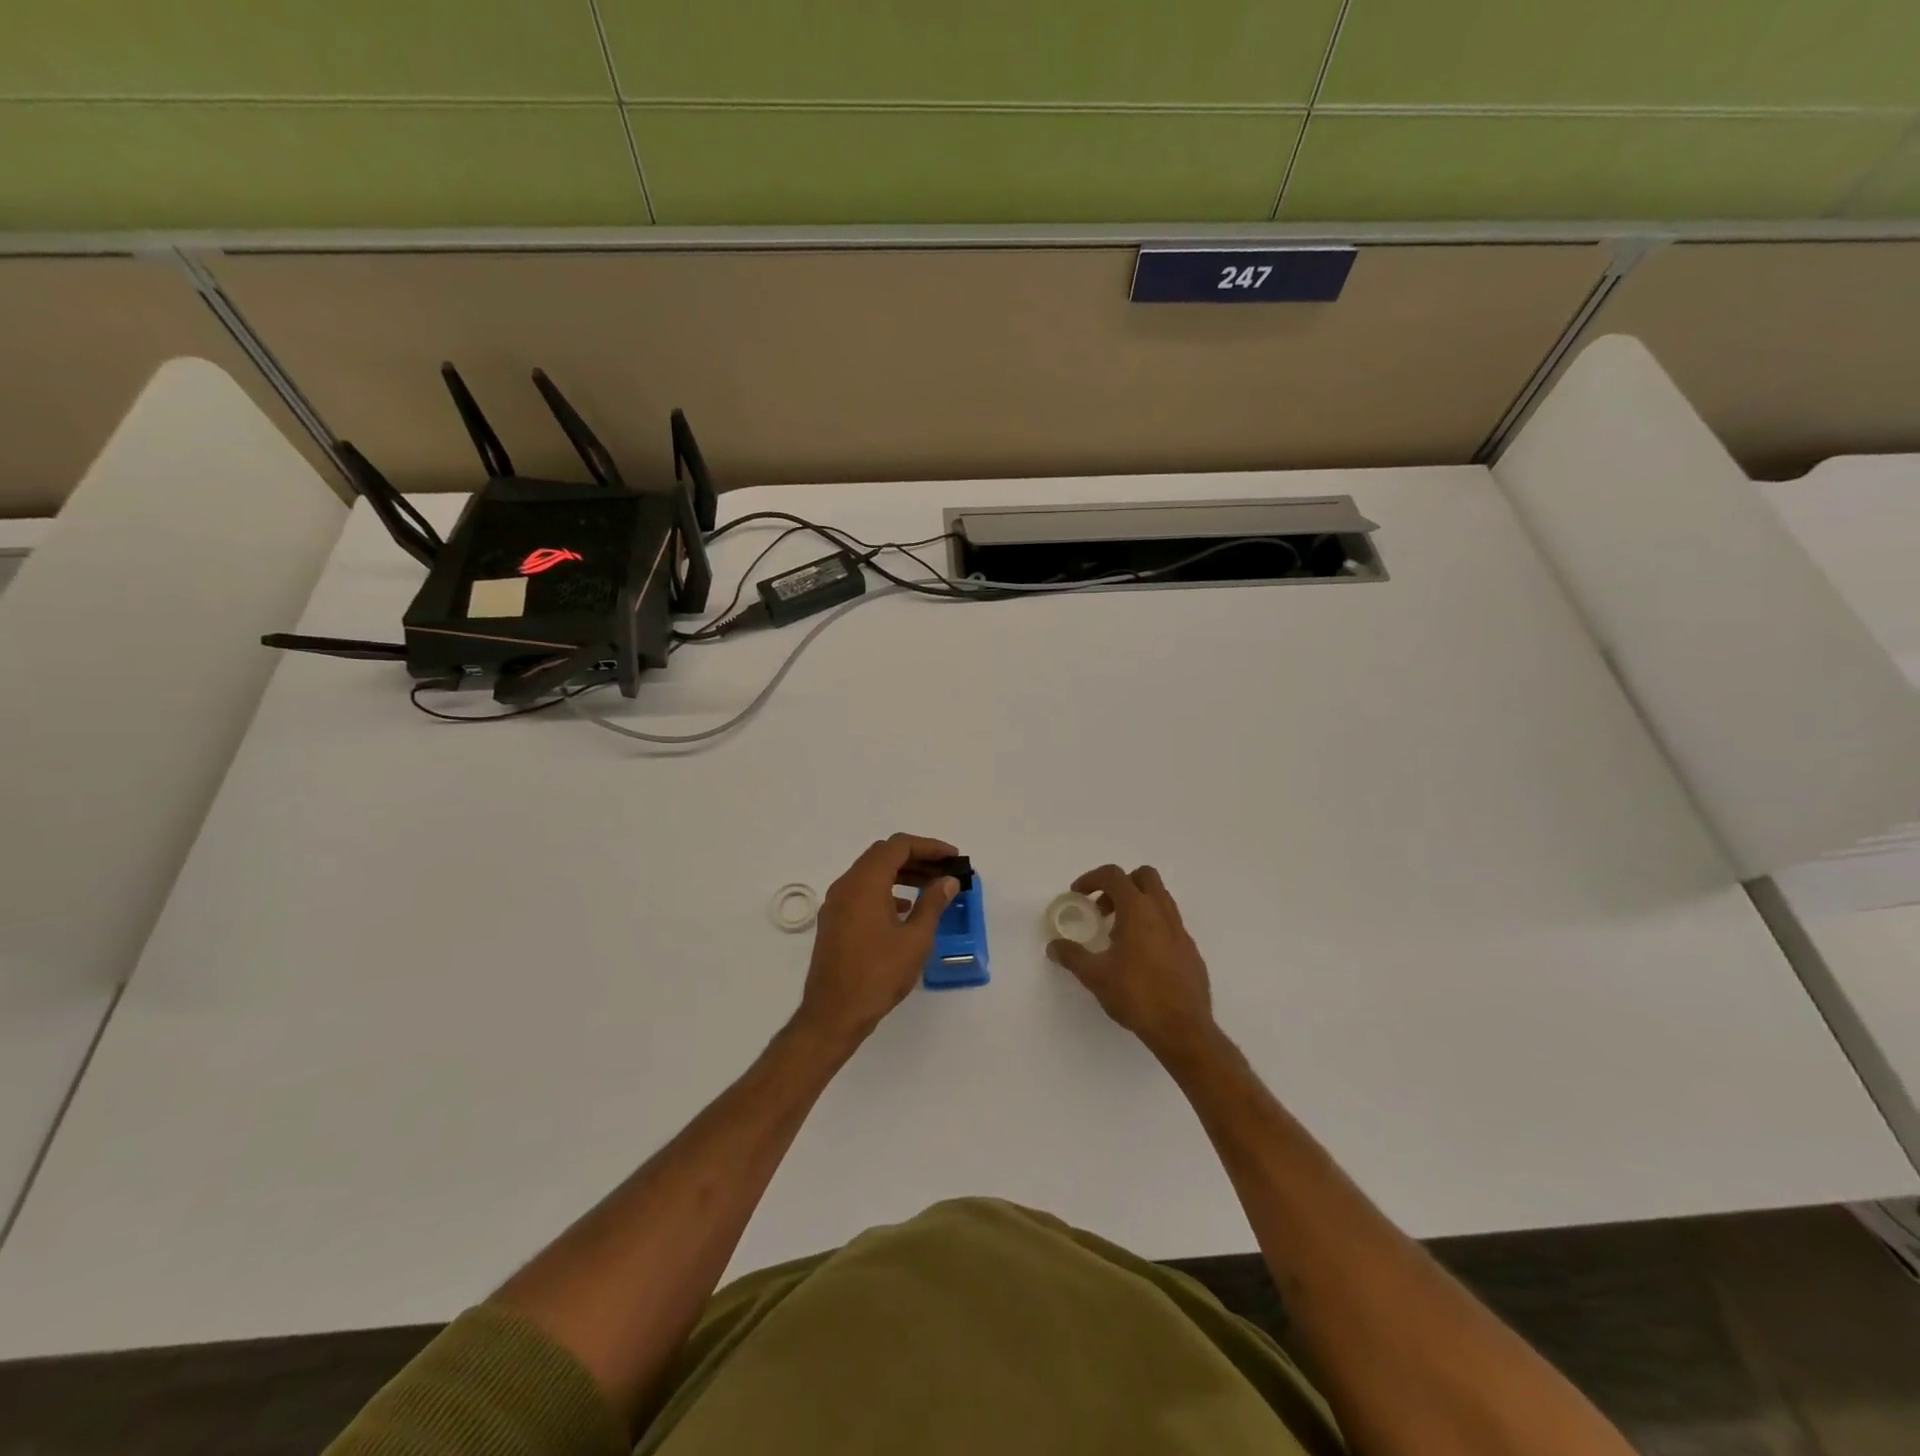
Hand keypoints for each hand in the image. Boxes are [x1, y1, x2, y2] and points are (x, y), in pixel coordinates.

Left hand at [797, 833, 959, 1045]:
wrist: (834, 1014)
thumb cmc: (878, 974)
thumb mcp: (915, 939)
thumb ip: (933, 903)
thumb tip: (948, 880)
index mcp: (865, 882)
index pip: (898, 846)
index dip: (929, 846)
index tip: (953, 858)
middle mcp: (846, 884)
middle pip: (883, 855)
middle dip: (917, 858)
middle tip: (945, 871)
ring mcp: (836, 903)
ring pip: (871, 873)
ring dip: (901, 874)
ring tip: (931, 888)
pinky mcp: (834, 921)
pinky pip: (862, 891)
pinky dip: (885, 890)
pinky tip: (904, 909)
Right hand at [1048, 864, 1217, 1061]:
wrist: (1183, 1028)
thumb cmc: (1136, 995)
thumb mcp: (1095, 976)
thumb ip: (1072, 956)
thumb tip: (1054, 946)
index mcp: (1138, 910)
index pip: (1114, 875)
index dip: (1092, 879)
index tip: (1078, 895)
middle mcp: (1162, 912)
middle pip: (1144, 876)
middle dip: (1120, 884)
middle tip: (1103, 909)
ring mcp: (1180, 930)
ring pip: (1159, 898)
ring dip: (1137, 904)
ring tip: (1118, 934)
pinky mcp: (1190, 949)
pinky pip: (1169, 923)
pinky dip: (1151, 925)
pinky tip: (1140, 956)